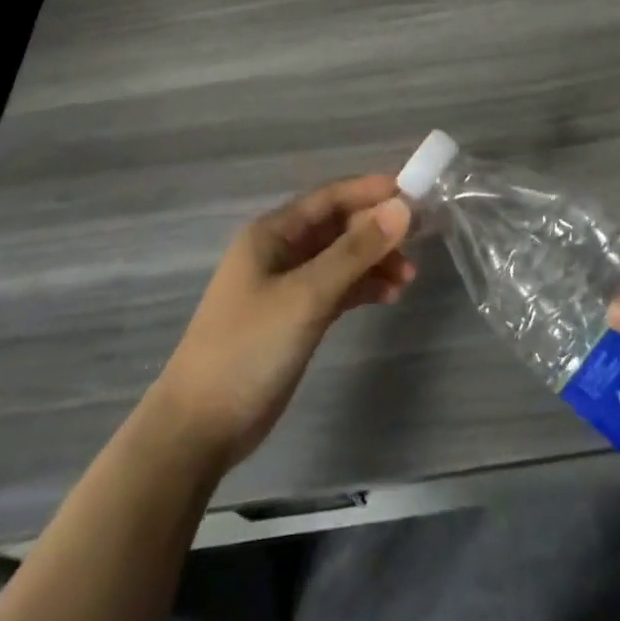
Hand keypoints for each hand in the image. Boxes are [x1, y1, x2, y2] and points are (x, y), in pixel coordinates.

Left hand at [153, 175, 414, 467]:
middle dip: (377, 230)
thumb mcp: (307, 295)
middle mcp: (280, 252)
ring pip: (340, 259)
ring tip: (409, 277)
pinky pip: (336, 289)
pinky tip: (389, 297)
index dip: (370, 191)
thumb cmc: (249, 347)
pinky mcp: (294, 318)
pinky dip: (362, 288)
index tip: (413, 193)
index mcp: (273, 233)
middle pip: (338, 227)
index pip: (329, 197)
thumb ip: (356, 251)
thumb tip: (402, 207)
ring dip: (374, 261)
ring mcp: (287, 286)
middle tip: (420, 239)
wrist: (199, 428)